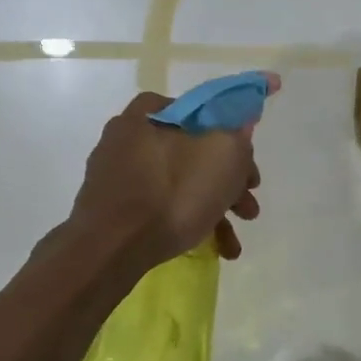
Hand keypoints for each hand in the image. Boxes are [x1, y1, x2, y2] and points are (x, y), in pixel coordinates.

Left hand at [68, 77, 276, 271]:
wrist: (111, 249)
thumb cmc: (172, 193)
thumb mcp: (223, 154)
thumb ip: (238, 134)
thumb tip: (241, 125)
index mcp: (149, 114)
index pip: (200, 111)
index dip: (231, 134)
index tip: (247, 163)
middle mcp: (128, 138)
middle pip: (193, 152)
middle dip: (228, 182)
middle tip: (248, 207)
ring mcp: (117, 175)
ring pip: (179, 184)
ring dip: (214, 209)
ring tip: (233, 243)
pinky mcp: (113, 208)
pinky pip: (159, 207)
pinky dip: (187, 222)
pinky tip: (211, 248)